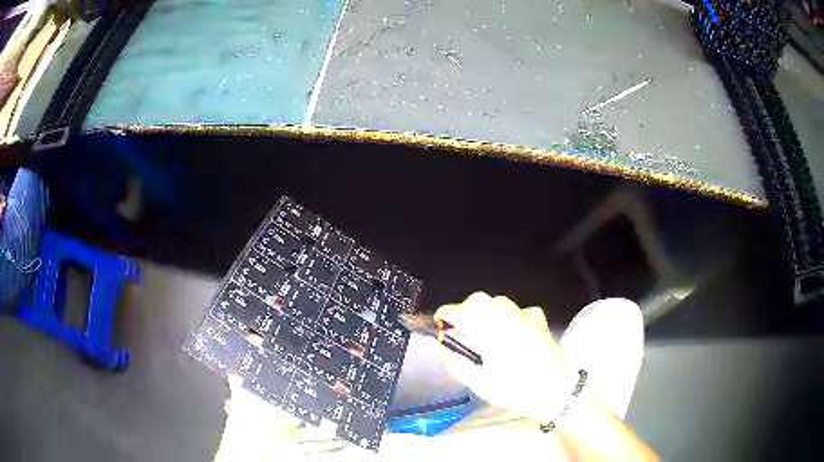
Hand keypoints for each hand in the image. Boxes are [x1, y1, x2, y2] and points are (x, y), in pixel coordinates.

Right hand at [435, 292, 580, 422]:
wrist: (552, 387)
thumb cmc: (513, 387)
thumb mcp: (479, 383)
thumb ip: (459, 364)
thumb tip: (446, 350)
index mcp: (487, 331)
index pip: (460, 313)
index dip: (446, 313)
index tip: (439, 320)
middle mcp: (504, 318)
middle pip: (480, 300)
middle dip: (466, 308)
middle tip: (462, 325)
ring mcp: (524, 317)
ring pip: (501, 301)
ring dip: (489, 310)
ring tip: (487, 327)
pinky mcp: (539, 321)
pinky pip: (523, 311)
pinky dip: (514, 316)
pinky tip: (514, 330)